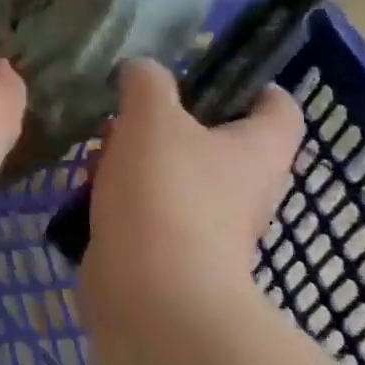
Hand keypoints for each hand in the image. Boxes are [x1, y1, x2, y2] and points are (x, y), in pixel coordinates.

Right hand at [81, 57, 302, 314]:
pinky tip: (88, 189)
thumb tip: (141, 69)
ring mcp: (209, 225)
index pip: (277, 105)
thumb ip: (147, 81)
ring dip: (137, 158)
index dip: (248, 83)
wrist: (152, 295)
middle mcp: (244, 188)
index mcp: (258, 150)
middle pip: (216, 139)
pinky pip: (149, 209)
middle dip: (170, 121)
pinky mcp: (171, 251)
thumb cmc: (165, 194)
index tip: (201, 72)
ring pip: (175, 174)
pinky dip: (122, 196)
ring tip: (99, 149)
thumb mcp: (151, 117)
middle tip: (130, 111)